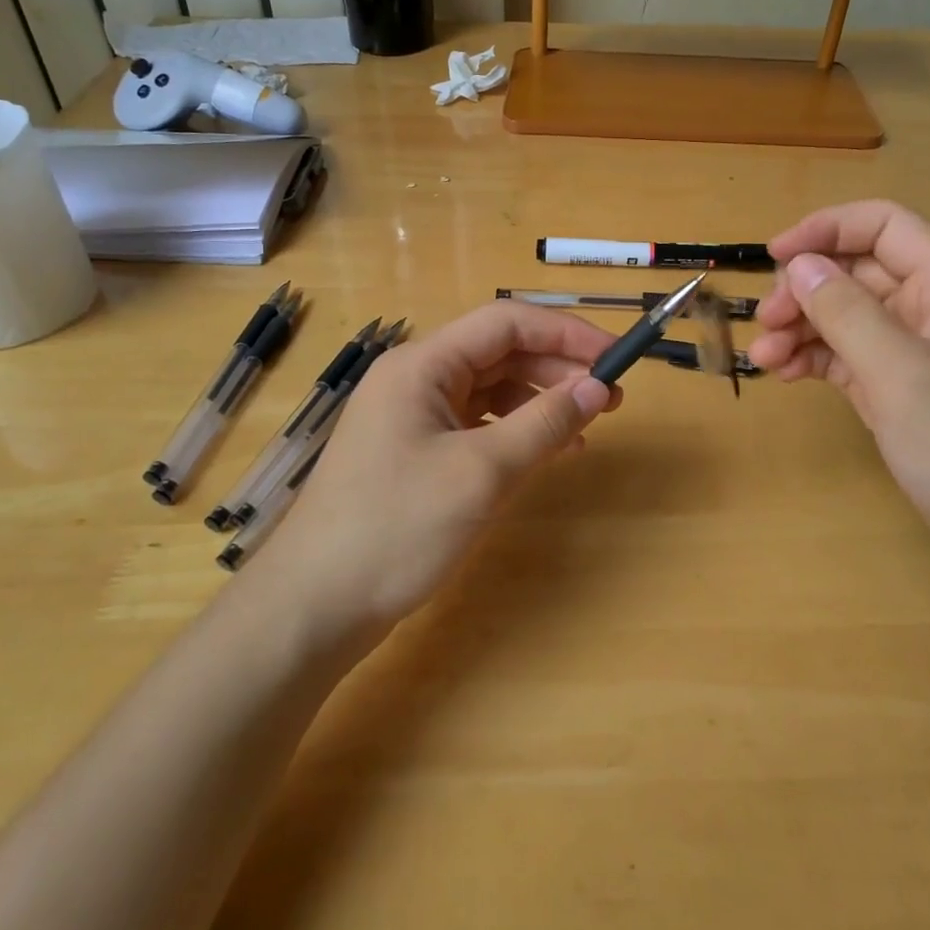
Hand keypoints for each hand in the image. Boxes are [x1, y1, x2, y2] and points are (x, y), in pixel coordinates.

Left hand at [252, 302, 617, 640]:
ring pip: (490, 390)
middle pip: (499, 353)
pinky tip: (546, 453)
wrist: (315, 607)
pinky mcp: (415, 452)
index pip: (506, 323)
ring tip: (586, 426)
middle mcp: (416, 378)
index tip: (615, 356)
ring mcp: (412, 416)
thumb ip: (543, 423)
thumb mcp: (481, 472)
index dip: (565, 332)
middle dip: (556, 368)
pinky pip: (476, 424)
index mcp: (422, 364)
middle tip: (611, 397)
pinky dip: (515, 432)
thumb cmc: (396, 528)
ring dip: (540, 401)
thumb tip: (598, 388)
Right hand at [748, 201, 929, 611]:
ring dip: (802, 327)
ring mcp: (916, 353)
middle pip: (858, 272)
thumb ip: (847, 313)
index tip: (776, 257)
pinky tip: (787, 373)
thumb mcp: (902, 375)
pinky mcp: (901, 390)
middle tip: (766, 323)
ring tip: (765, 358)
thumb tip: (799, 265)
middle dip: (806, 289)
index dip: (828, 229)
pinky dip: (815, 358)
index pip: (885, 226)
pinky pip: (848, 355)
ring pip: (847, 315)